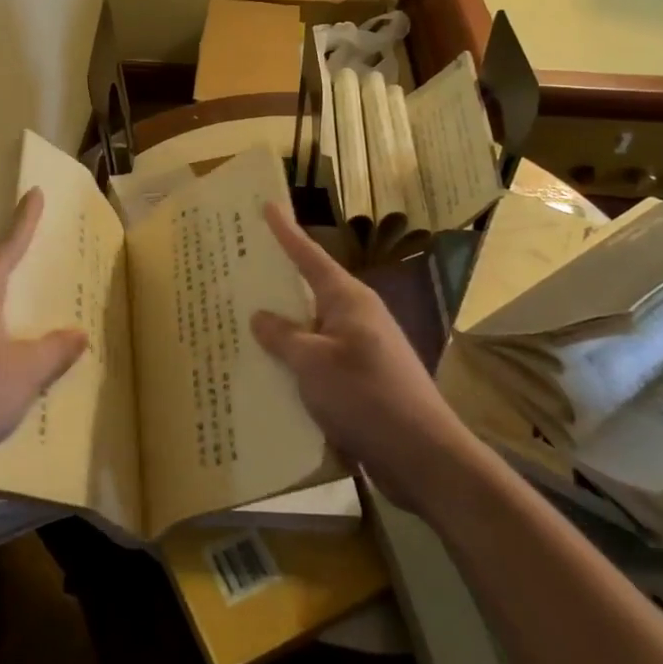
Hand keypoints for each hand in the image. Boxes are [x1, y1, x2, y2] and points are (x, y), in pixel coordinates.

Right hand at [252, 205, 473, 513]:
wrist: (424, 458)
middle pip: (309, 290)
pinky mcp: (363, 382)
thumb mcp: (313, 363)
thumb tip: (260, 316)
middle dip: (276, 282)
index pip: (309, 256)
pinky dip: (296, 363)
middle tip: (238, 268)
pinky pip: (320, 361)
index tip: (266, 204)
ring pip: (312, 329)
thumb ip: (282, 337)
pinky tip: (270, 375)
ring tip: (241, 324)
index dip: (285, 231)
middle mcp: (357, 317)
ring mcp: (362, 350)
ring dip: (283, 329)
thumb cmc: (367, 396)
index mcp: (348, 300)